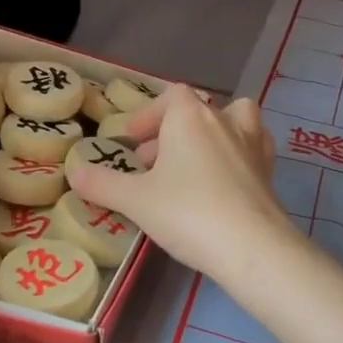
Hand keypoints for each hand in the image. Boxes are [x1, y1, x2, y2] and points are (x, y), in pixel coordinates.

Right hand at [67, 86, 298, 275]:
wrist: (252, 247)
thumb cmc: (188, 213)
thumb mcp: (136, 200)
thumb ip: (102, 183)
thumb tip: (74, 171)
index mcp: (191, 117)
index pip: (171, 96)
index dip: (149, 114)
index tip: (132, 141)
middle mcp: (225, 121)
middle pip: (196, 110)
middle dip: (170, 133)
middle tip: (150, 164)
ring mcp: (252, 144)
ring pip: (233, 120)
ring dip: (211, 133)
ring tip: (192, 162)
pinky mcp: (269, 171)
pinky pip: (253, 147)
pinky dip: (237, 153)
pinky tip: (224, 178)